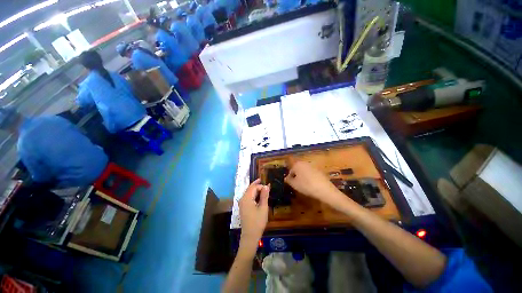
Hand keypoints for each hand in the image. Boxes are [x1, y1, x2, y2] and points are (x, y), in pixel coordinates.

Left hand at [239, 179, 269, 249]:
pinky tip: (258, 196)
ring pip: (248, 192)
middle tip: (264, 182)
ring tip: (263, 188)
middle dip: (257, 184)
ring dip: (255, 189)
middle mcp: (242, 199)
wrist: (250, 236)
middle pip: (250, 188)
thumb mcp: (263, 208)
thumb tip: (266, 185)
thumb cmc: (258, 222)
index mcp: (247, 198)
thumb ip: (264, 196)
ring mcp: (242, 203)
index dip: (261, 186)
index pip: (254, 187)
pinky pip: (248, 197)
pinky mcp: (243, 207)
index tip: (269, 188)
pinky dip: (253, 194)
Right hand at [284, 161, 342, 205]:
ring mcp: (312, 166)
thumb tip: (286, 178)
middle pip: (297, 169)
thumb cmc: (306, 186)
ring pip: (304, 171)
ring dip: (302, 176)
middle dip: (296, 175)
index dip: (289, 177)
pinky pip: (311, 173)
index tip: (290, 184)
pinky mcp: (319, 170)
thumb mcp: (294, 184)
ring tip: (303, 185)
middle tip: (296, 184)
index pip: (290, 170)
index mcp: (297, 164)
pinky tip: (311, 185)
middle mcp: (304, 163)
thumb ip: (288, 180)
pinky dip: (309, 177)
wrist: (324, 189)